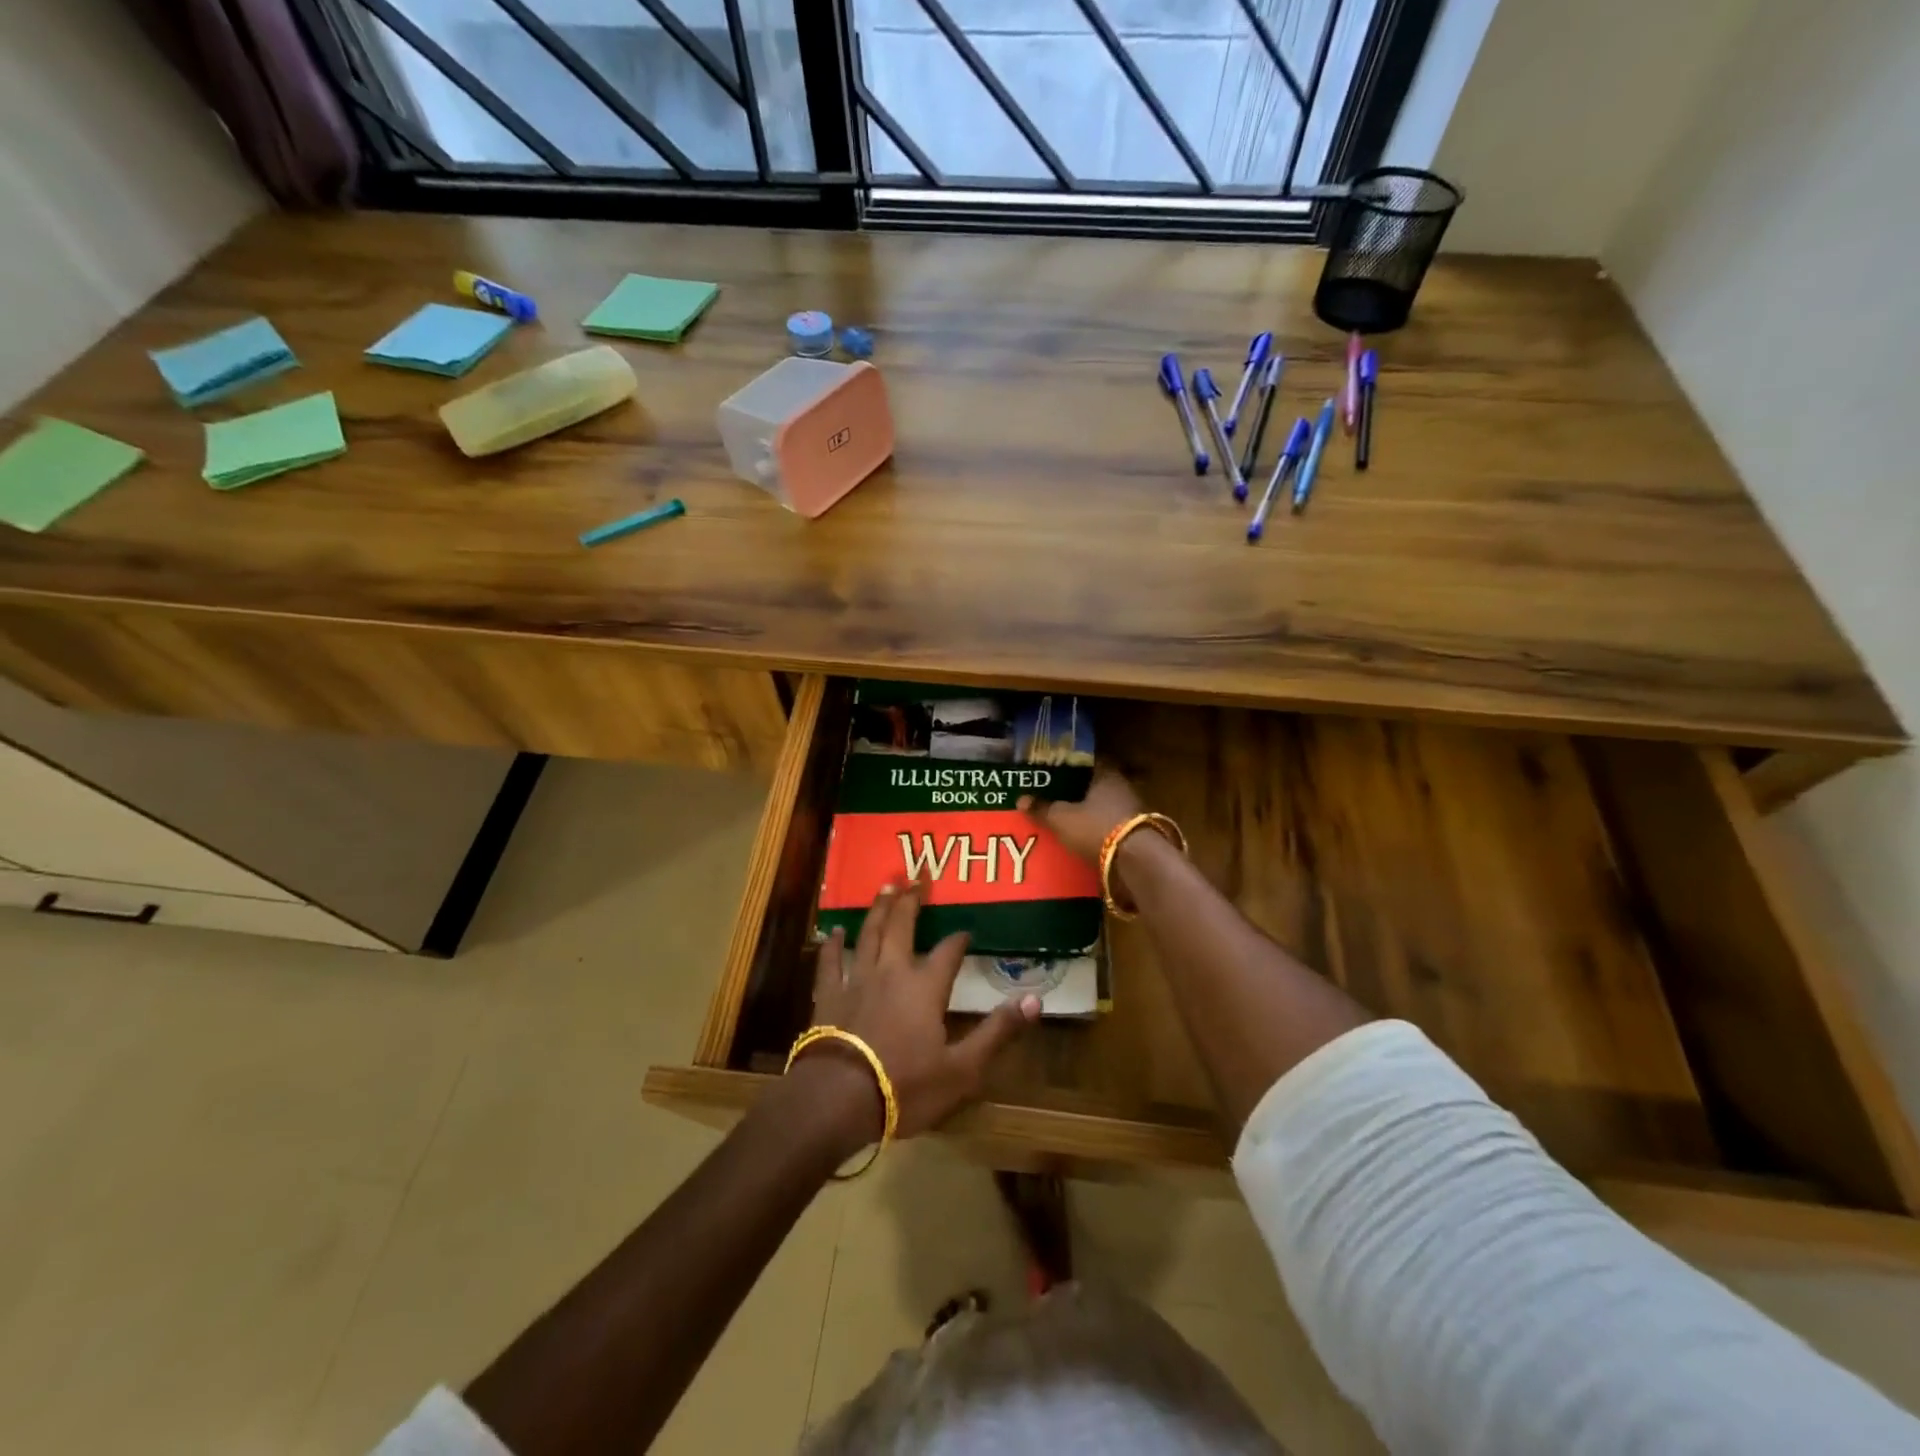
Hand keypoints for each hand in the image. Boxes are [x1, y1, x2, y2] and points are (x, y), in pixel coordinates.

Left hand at [804, 880, 1040, 1142]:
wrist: (839, 1099)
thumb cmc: (906, 1086)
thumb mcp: (963, 1068)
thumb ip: (998, 1031)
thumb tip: (1035, 999)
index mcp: (925, 988)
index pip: (948, 952)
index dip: (958, 939)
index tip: (966, 930)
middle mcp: (891, 972)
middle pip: (902, 927)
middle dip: (911, 900)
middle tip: (916, 874)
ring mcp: (856, 980)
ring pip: (868, 934)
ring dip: (878, 909)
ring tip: (885, 885)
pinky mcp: (828, 996)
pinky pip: (829, 962)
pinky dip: (832, 944)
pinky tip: (834, 930)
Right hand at [1018, 770, 1142, 863]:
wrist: (1137, 861)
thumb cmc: (1097, 828)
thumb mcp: (1062, 819)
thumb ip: (1043, 808)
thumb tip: (1021, 799)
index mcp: (1107, 774)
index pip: (1090, 760)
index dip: (1072, 764)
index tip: (1056, 769)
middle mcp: (1123, 787)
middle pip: (1098, 784)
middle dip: (1079, 790)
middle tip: (1057, 795)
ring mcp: (1134, 811)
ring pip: (1106, 805)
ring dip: (1090, 811)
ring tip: (1068, 818)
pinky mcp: (1138, 834)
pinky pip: (1112, 825)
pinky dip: (1099, 829)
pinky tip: (1084, 837)